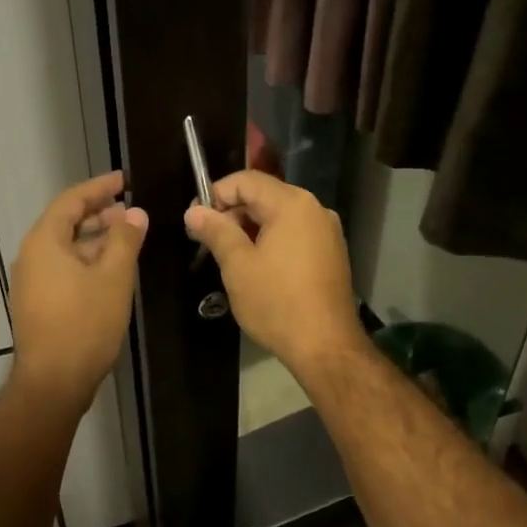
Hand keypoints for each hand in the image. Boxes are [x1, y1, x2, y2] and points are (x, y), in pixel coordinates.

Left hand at [9, 172, 147, 412]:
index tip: (125, 180)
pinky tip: (111, 270)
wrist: (53, 382)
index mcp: (45, 242)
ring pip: (66, 247)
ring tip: (127, 238)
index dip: (99, 187)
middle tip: (131, 210)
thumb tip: (135, 213)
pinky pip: (63, 268)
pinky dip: (87, 260)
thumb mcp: (113, 277)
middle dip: (99, 213)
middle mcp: (32, 256)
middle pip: (66, 222)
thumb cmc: (85, 324)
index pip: (71, 200)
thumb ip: (125, 240)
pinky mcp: (38, 302)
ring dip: (95, 239)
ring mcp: (32, 281)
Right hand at [185, 171, 367, 374]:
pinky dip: (272, 240)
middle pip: (265, 195)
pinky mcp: (332, 252)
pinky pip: (295, 233)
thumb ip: (216, 231)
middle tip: (207, 240)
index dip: (216, 194)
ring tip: (228, 255)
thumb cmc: (277, 303)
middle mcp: (315, 208)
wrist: (326, 346)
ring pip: (279, 216)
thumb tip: (194, 210)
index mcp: (292, 203)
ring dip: (250, 228)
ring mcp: (327, 231)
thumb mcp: (238, 266)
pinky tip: (257, 265)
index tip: (195, 219)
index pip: (246, 180)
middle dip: (233, 212)